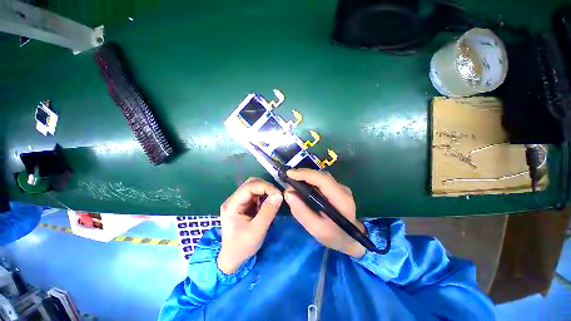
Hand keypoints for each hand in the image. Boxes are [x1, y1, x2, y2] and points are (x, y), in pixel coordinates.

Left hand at [217, 178, 282, 273]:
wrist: (232, 259)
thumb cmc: (242, 247)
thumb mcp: (257, 231)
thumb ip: (268, 212)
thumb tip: (279, 195)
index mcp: (232, 205)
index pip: (249, 186)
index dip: (266, 187)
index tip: (278, 194)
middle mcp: (234, 200)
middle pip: (251, 183)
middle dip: (266, 187)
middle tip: (277, 196)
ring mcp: (238, 202)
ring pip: (254, 187)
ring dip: (266, 191)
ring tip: (274, 200)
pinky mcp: (244, 205)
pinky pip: (256, 195)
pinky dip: (264, 196)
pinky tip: (269, 204)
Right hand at [284, 169, 365, 258]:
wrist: (350, 238)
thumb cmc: (334, 236)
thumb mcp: (316, 229)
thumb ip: (302, 212)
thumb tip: (288, 194)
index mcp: (341, 200)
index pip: (323, 180)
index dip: (306, 174)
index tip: (289, 174)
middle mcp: (342, 189)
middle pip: (321, 176)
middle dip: (303, 174)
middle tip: (287, 179)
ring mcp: (340, 187)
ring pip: (320, 177)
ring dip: (305, 177)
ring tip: (292, 182)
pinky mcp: (336, 188)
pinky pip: (320, 181)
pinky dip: (309, 181)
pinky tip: (301, 186)